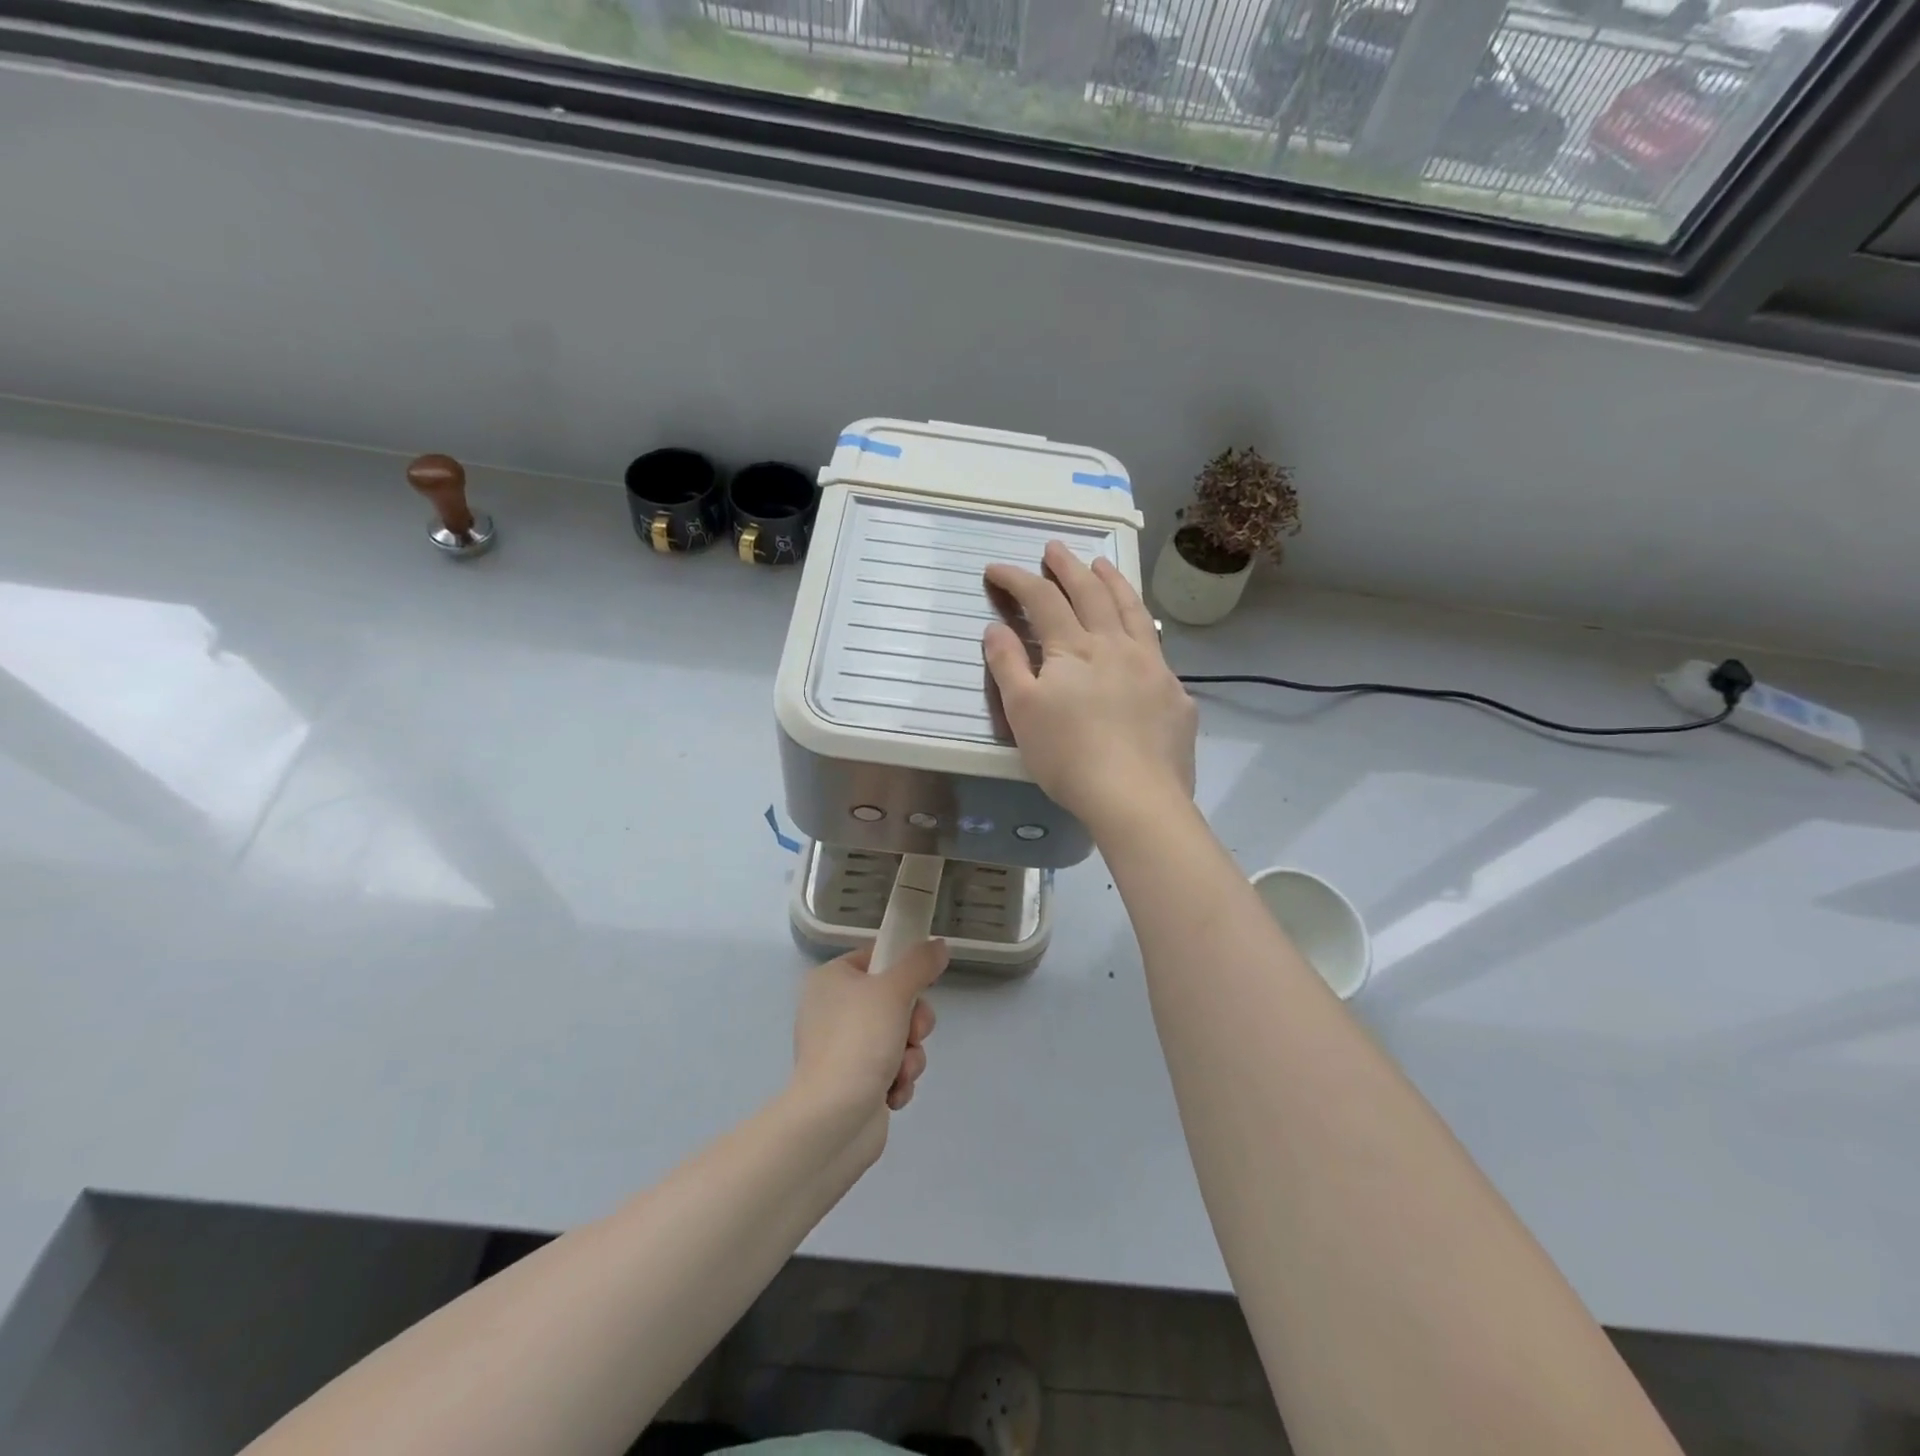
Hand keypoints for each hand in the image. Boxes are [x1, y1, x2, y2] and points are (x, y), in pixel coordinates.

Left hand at [792, 940, 948, 1154]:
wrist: (833, 1119)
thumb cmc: (858, 1040)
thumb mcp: (894, 991)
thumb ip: (920, 964)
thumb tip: (939, 945)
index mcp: (830, 980)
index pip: (875, 959)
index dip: (902, 970)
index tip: (921, 984)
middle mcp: (832, 1010)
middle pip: (893, 1001)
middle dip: (913, 1022)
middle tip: (914, 1033)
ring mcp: (842, 1049)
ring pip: (898, 1037)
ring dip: (910, 1055)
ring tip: (901, 1070)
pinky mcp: (853, 1083)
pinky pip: (890, 1069)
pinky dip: (898, 1080)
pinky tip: (893, 1092)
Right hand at [983, 541, 1196, 827]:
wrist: (1135, 797)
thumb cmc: (1068, 756)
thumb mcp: (1022, 713)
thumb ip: (1008, 665)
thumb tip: (996, 627)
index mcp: (1074, 649)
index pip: (1042, 600)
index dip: (1017, 580)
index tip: (996, 569)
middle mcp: (1116, 645)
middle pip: (1091, 593)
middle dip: (1069, 566)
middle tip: (1055, 547)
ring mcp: (1152, 666)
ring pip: (1132, 611)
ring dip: (1114, 582)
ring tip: (1103, 564)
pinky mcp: (1175, 693)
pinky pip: (1157, 647)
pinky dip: (1143, 627)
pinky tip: (1141, 633)